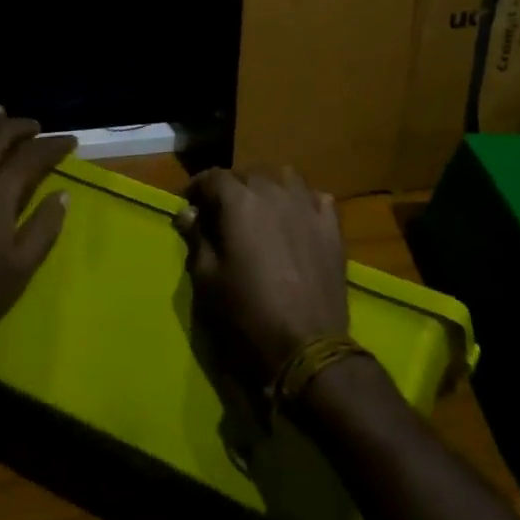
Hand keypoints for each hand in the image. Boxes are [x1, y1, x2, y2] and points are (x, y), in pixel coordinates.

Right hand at [175, 167, 348, 384]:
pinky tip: (297, 220)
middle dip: (231, 188)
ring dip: (268, 188)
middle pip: (248, 174)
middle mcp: (274, 193)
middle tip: (222, 213)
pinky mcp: (332, 227)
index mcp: (239, 202)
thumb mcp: (207, 278)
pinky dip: (302, 202)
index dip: (197, 187)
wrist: (307, 345)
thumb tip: (187, 212)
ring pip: (284, 178)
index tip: (190, 204)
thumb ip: (196, 238)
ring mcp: (308, 207)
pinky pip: (315, 198)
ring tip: (261, 210)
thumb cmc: (247, 312)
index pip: (213, 177)